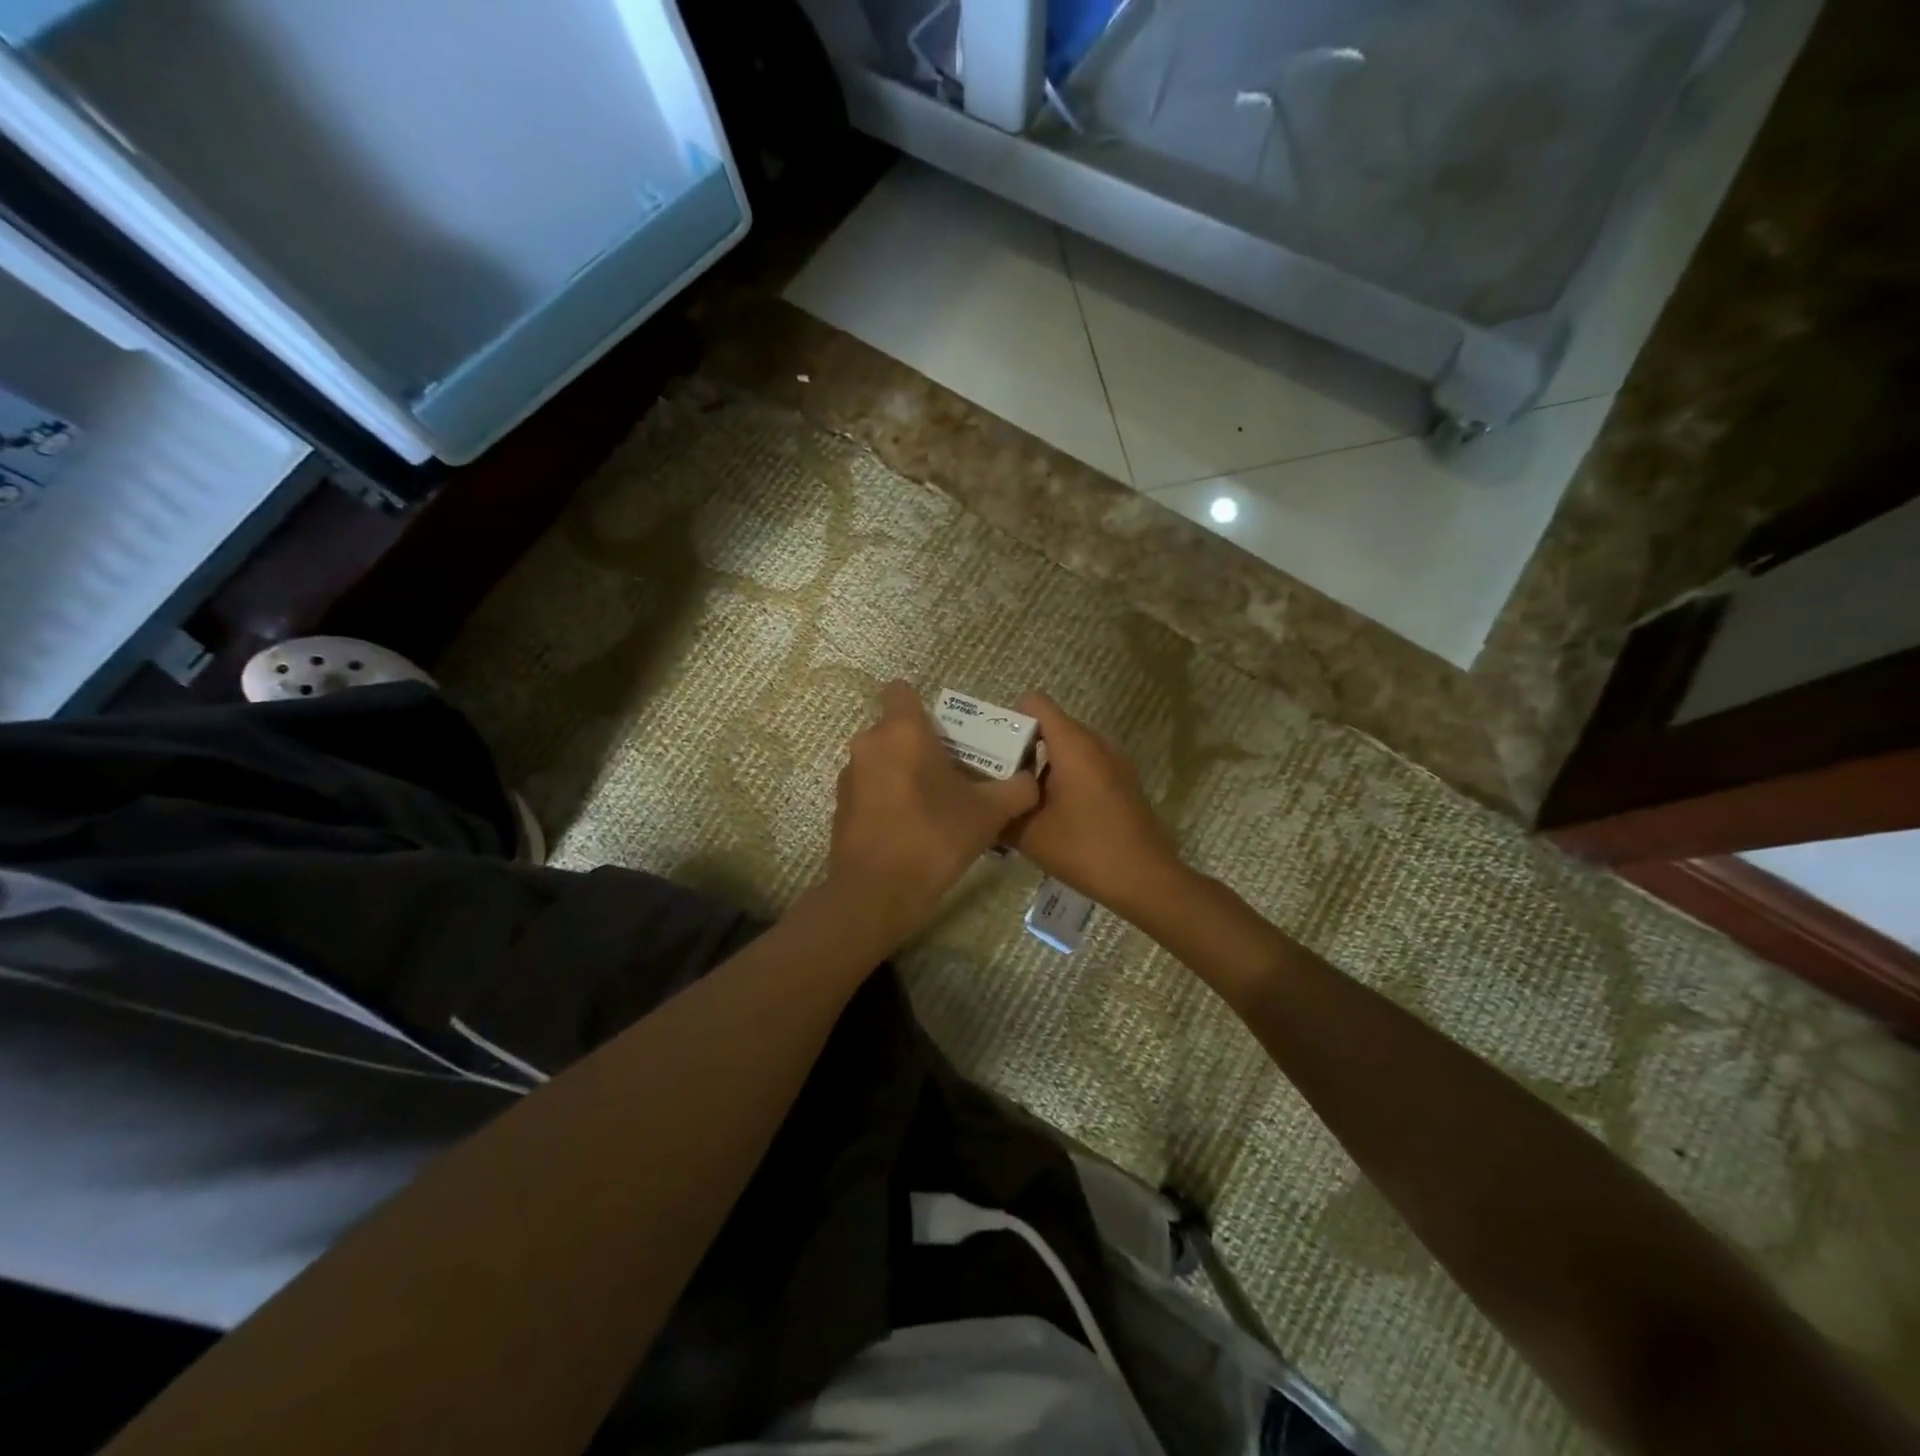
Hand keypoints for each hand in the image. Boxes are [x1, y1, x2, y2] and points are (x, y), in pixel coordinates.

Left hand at [829, 681, 1039, 945]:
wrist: (876, 894)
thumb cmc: (933, 838)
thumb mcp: (989, 814)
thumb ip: (1017, 789)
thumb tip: (1031, 779)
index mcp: (901, 731)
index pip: (901, 691)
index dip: (924, 706)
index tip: (947, 733)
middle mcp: (868, 744)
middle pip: (897, 729)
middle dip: (923, 745)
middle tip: (955, 773)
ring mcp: (849, 777)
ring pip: (883, 760)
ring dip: (905, 773)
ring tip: (935, 805)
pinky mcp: (841, 807)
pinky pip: (870, 789)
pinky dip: (888, 799)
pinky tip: (911, 829)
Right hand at [1004, 693, 1184, 913]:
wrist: (1146, 880)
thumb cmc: (1085, 849)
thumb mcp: (1029, 835)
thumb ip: (1000, 812)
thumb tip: (981, 803)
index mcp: (1073, 745)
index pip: (1035, 704)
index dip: (1008, 719)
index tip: (991, 749)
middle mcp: (1096, 744)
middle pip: (1050, 725)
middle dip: (1021, 746)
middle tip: (996, 777)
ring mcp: (1114, 762)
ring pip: (1068, 748)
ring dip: (1042, 766)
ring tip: (1019, 798)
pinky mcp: (1122, 782)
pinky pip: (1085, 765)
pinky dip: (1063, 778)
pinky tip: (1050, 813)